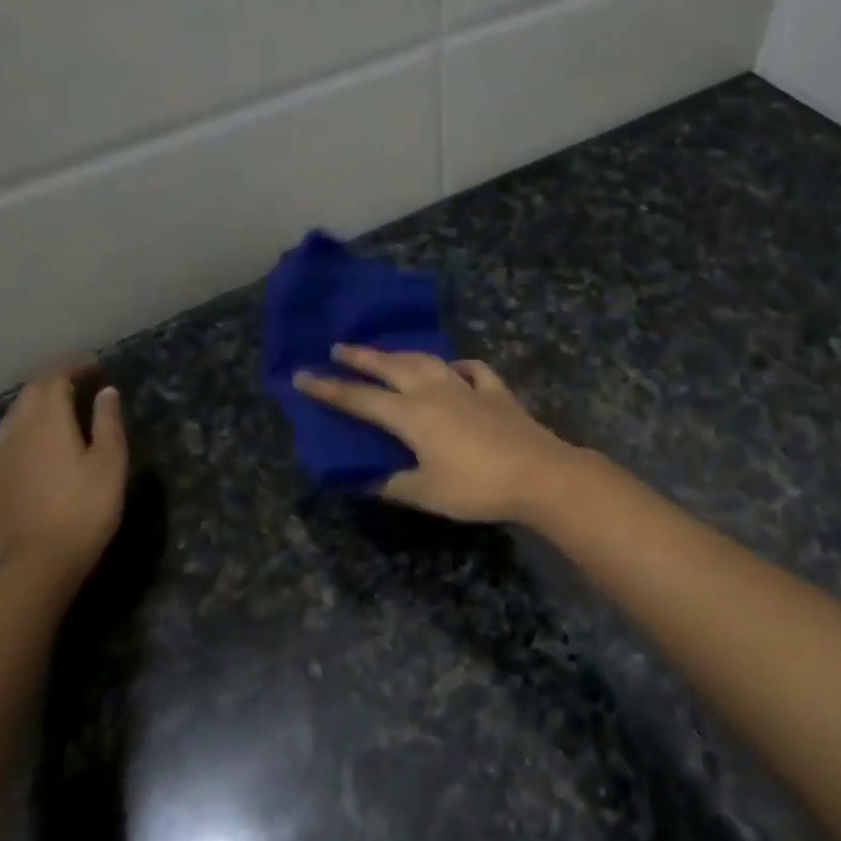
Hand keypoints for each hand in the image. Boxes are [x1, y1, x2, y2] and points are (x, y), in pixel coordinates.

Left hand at [0, 362, 127, 578]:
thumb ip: (108, 422)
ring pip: (15, 413)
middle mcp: (16, 431)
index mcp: (47, 422)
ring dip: (38, 399)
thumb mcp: (110, 463)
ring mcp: (0, 456)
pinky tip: (40, 437)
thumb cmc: (85, 509)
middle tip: (82, 379)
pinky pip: (8, 435)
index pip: (53, 378)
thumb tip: (106, 392)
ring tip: (62, 403)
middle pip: (30, 392)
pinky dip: (26, 422)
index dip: (73, 366)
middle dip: (54, 378)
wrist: (37, 563)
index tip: (95, 365)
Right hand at [294, 345, 579, 521]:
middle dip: (362, 357)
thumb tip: (366, 480)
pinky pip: (472, 370)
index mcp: (412, 416)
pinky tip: (454, 369)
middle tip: (339, 347)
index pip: (360, 399)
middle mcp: (435, 392)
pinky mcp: (496, 392)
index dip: (329, 389)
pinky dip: (458, 366)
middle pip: (392, 367)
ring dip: (403, 354)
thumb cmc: (477, 486)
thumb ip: (394, 484)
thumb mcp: (427, 493)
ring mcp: (467, 387)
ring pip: (428, 361)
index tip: (302, 376)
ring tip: (388, 353)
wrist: (538, 473)